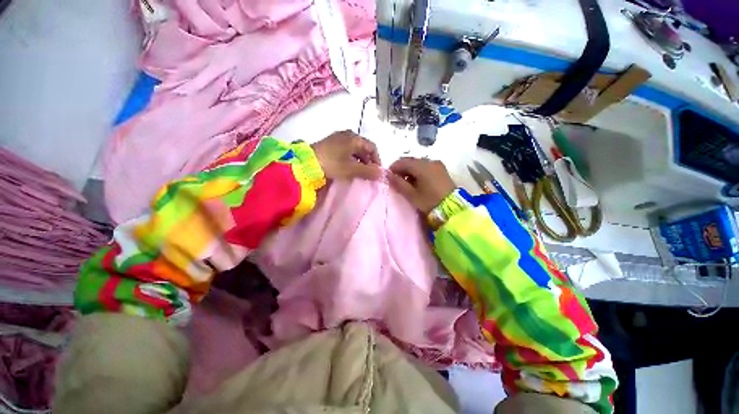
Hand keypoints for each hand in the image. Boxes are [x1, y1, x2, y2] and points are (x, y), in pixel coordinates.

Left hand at [311, 131, 381, 180]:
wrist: (307, 163)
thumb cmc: (332, 164)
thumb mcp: (352, 169)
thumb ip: (368, 171)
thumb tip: (382, 173)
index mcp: (355, 138)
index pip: (372, 147)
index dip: (377, 160)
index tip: (376, 172)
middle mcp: (348, 134)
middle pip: (363, 148)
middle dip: (368, 161)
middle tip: (368, 173)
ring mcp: (338, 138)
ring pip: (355, 149)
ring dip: (359, 161)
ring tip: (358, 172)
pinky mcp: (330, 143)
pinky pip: (346, 150)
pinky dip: (350, 159)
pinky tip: (347, 167)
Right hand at [388, 157, 455, 213]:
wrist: (453, 208)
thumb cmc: (430, 201)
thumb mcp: (412, 194)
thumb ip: (398, 183)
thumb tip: (388, 175)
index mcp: (421, 166)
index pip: (402, 161)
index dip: (393, 168)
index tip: (388, 177)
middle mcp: (430, 161)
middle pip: (411, 161)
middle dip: (401, 169)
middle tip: (396, 181)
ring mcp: (437, 165)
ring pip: (418, 164)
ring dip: (410, 171)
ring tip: (406, 183)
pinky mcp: (442, 170)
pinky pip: (426, 167)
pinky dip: (418, 172)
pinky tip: (417, 182)